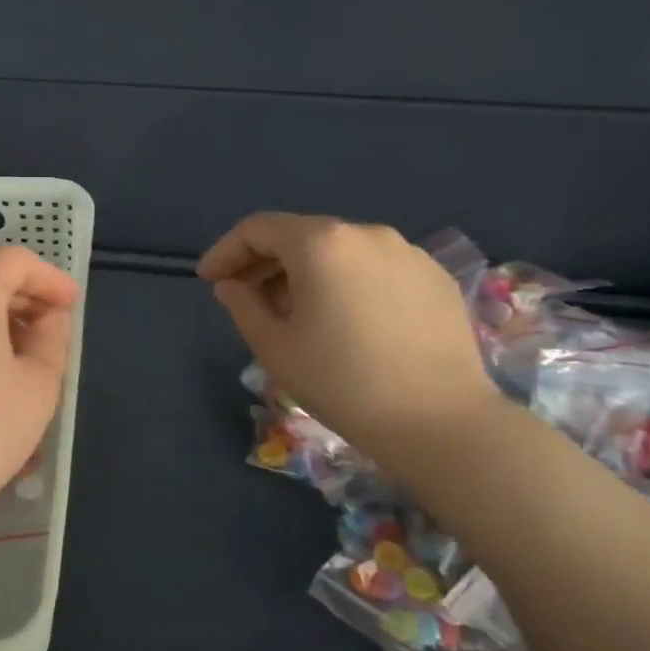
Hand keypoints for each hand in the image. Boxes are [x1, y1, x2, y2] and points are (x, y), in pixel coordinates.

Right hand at [198, 213, 497, 468]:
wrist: (440, 422)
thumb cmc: (342, 382)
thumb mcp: (274, 347)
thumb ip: (243, 306)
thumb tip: (232, 286)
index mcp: (321, 243)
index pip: (259, 229)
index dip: (226, 251)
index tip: (209, 280)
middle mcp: (366, 233)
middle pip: (301, 235)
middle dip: (266, 262)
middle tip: (245, 297)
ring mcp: (408, 253)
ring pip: (340, 252)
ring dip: (307, 273)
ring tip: (295, 313)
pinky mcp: (436, 278)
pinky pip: (376, 269)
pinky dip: (348, 283)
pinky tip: (346, 322)